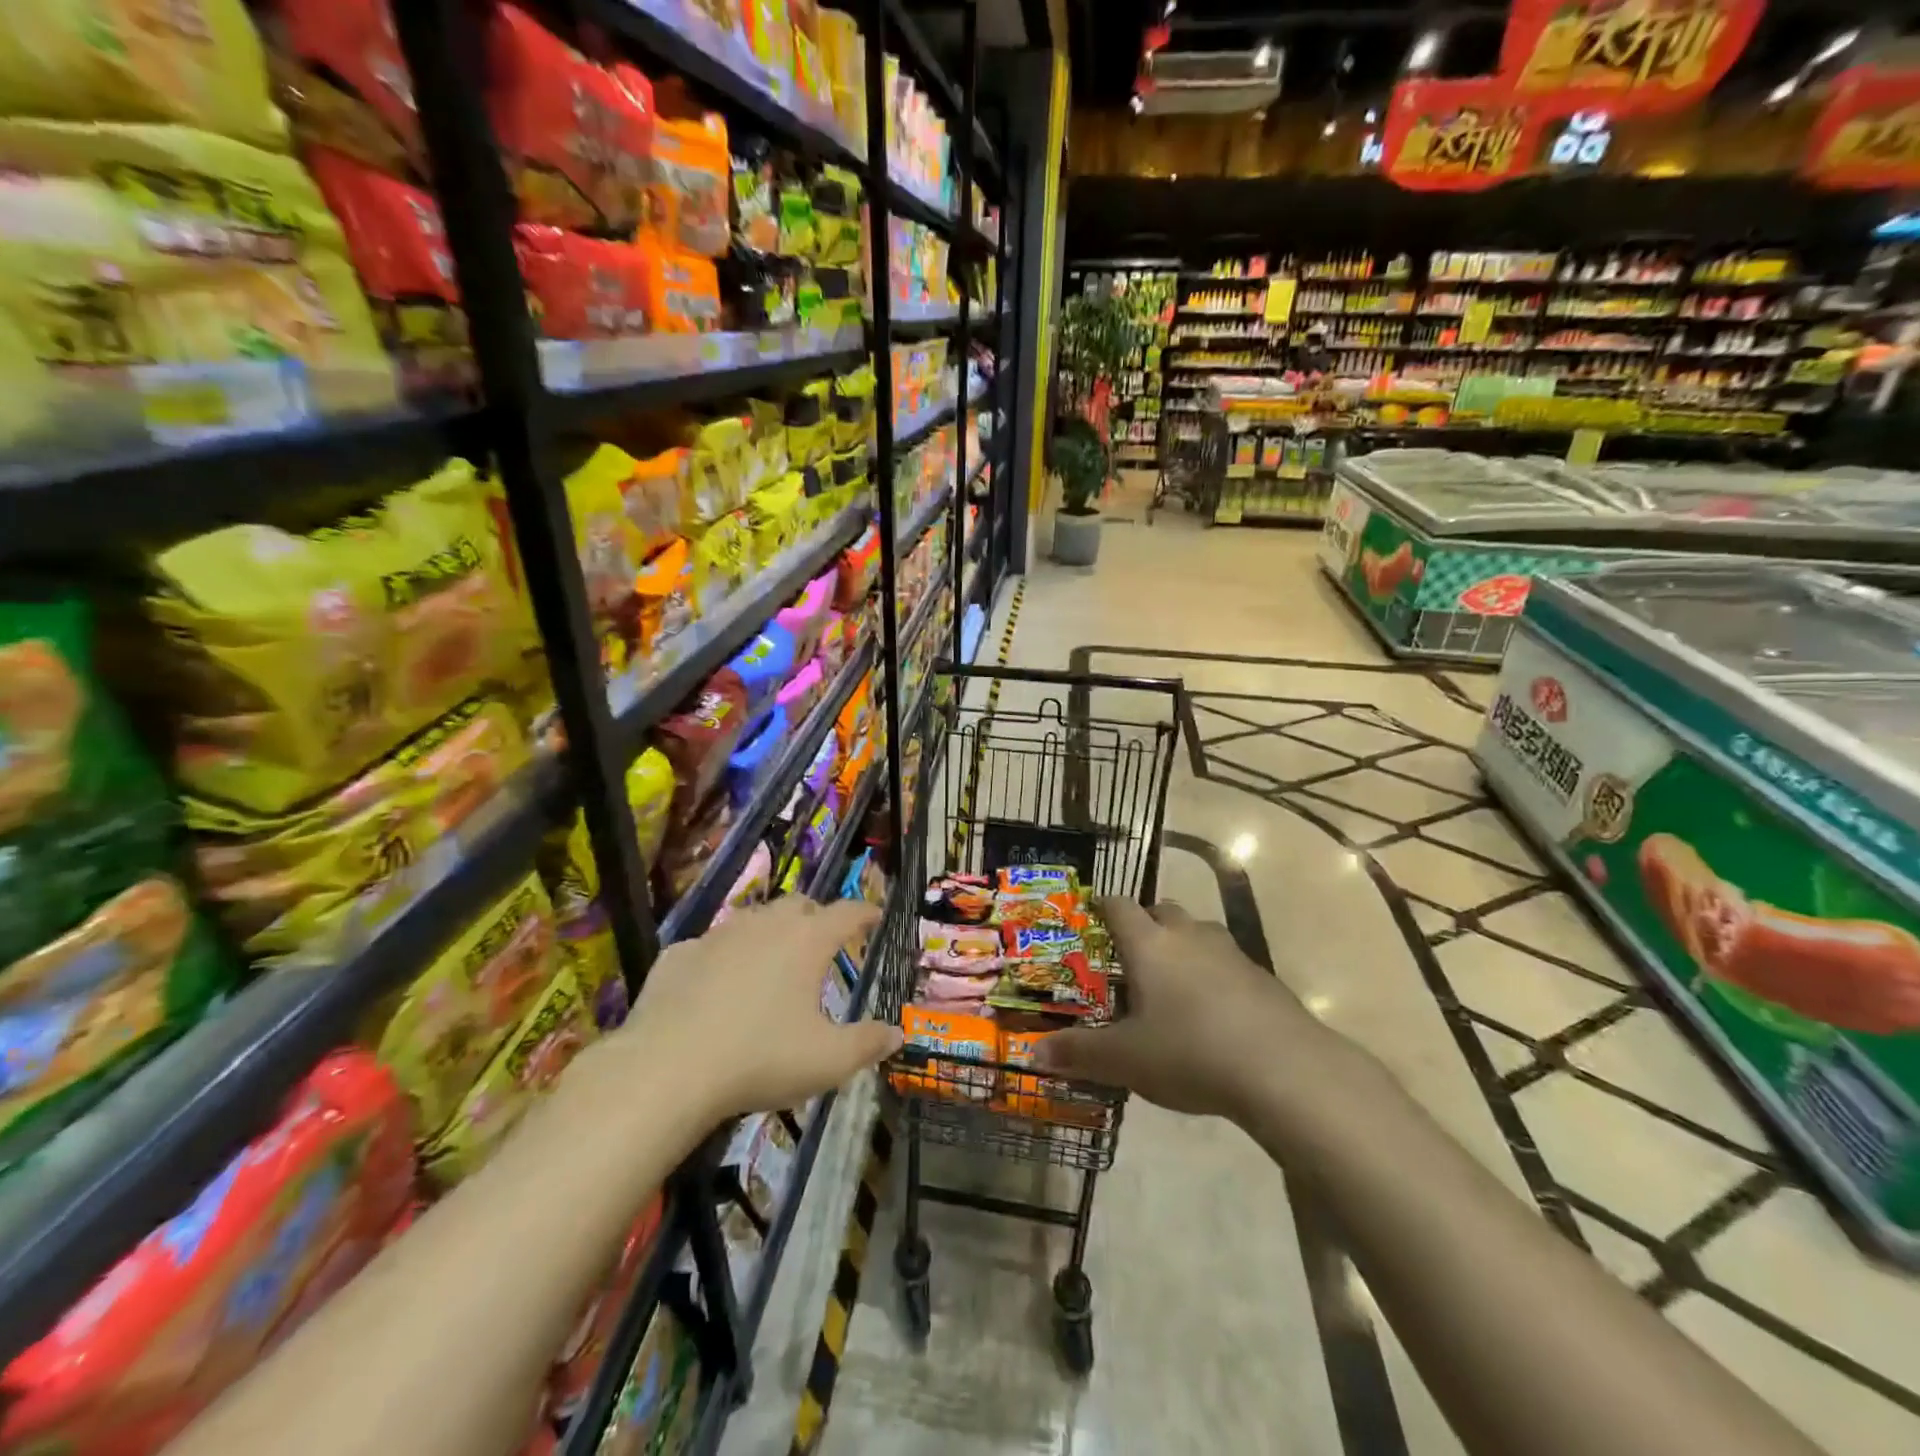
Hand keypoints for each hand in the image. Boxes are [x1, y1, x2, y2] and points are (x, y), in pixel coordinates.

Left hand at [627, 898, 902, 1122]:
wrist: (667, 1069)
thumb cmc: (761, 1059)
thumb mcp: (827, 1061)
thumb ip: (866, 1044)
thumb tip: (896, 1033)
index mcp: (807, 941)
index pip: (847, 912)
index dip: (865, 912)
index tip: (875, 914)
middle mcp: (765, 925)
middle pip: (798, 905)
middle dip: (815, 917)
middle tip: (822, 941)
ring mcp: (717, 936)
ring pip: (752, 919)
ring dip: (768, 933)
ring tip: (771, 961)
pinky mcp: (678, 955)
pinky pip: (708, 947)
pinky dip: (721, 959)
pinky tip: (715, 985)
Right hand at [1035, 898, 1328, 1120]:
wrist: (1283, 1069)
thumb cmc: (1189, 1052)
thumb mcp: (1125, 1059)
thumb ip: (1079, 1053)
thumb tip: (1033, 1054)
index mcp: (1149, 945)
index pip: (1119, 906)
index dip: (1103, 906)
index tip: (1093, 914)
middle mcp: (1188, 936)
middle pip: (1162, 910)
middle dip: (1145, 923)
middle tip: (1131, 953)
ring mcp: (1230, 952)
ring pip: (1198, 932)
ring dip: (1182, 945)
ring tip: (1171, 981)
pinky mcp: (1262, 977)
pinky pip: (1228, 961)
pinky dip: (1213, 973)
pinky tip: (1213, 1011)